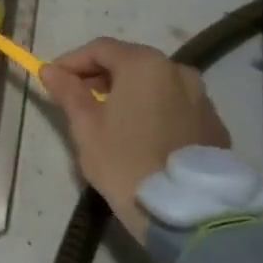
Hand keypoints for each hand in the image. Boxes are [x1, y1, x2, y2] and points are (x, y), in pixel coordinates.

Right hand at [40, 38, 230, 231]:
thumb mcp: (86, 127)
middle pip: (130, 62)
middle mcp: (178, 70)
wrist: (188, 213)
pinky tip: (140, 135)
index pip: (100, 48)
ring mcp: (201, 97)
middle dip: (100, 76)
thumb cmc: (126, 162)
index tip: (54, 80)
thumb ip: (68, 92)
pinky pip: (175, 105)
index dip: (72, 61)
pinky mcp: (214, 124)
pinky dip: (153, 109)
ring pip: (155, 84)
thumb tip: (49, 70)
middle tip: (78, 98)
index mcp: (144, 65)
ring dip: (128, 92)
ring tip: (109, 118)